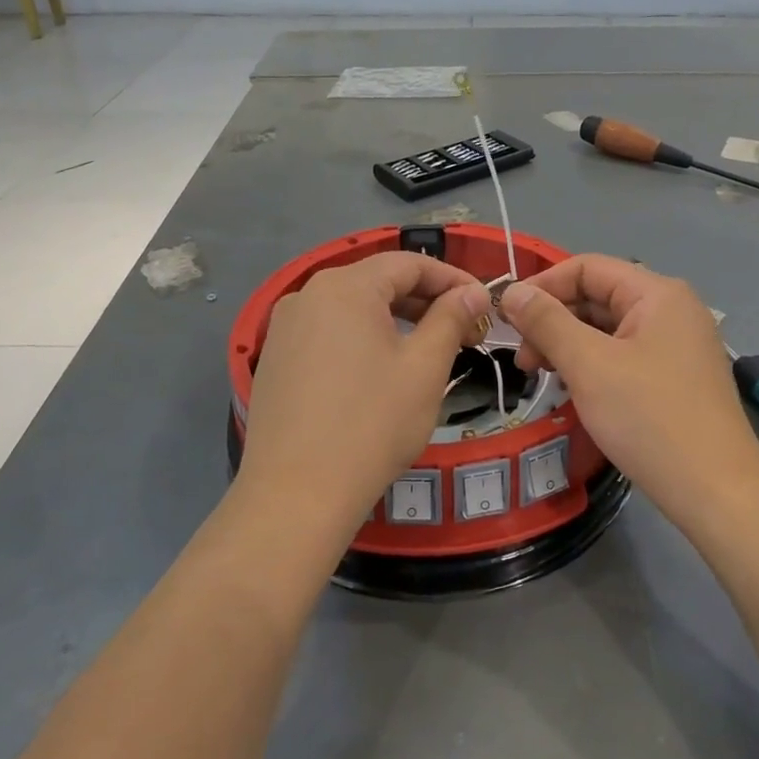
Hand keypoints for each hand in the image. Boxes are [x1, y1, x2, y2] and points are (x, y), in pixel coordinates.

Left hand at [242, 252, 491, 516]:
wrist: (296, 494)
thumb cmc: (372, 424)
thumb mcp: (424, 368)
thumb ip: (451, 319)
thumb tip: (472, 292)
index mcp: (345, 286)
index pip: (409, 264)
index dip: (452, 279)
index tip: (483, 304)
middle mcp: (307, 294)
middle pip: (377, 282)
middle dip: (425, 301)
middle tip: (463, 331)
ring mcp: (284, 327)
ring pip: (351, 308)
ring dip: (394, 320)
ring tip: (427, 349)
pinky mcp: (275, 359)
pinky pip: (327, 332)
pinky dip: (361, 338)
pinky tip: (380, 370)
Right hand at [501, 256, 758, 514]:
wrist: (717, 492)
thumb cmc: (649, 418)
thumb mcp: (589, 365)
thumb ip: (546, 322)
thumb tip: (510, 292)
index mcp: (657, 293)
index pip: (587, 267)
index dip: (543, 286)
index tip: (507, 319)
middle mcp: (672, 310)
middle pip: (598, 297)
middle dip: (553, 321)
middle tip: (522, 360)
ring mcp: (678, 345)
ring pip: (609, 329)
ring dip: (569, 345)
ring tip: (541, 376)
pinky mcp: (677, 377)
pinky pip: (624, 355)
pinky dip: (593, 364)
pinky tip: (573, 388)